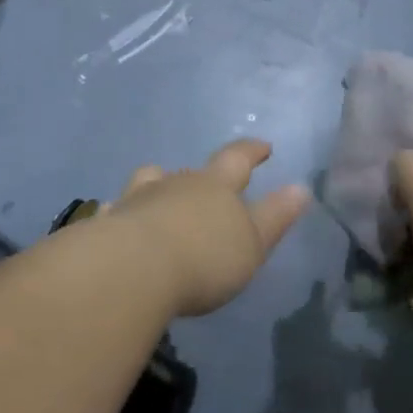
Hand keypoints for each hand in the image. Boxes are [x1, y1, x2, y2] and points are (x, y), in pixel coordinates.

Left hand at [108, 140, 310, 316]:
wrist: (135, 266)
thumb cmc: (204, 257)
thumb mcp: (252, 243)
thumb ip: (275, 216)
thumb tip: (300, 188)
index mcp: (216, 186)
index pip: (238, 159)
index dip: (252, 151)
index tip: (263, 145)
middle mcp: (177, 183)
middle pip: (193, 171)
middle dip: (205, 175)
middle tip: (212, 180)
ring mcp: (141, 197)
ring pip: (152, 180)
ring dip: (160, 185)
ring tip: (162, 195)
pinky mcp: (112, 220)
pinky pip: (120, 208)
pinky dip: (125, 212)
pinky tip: (121, 220)